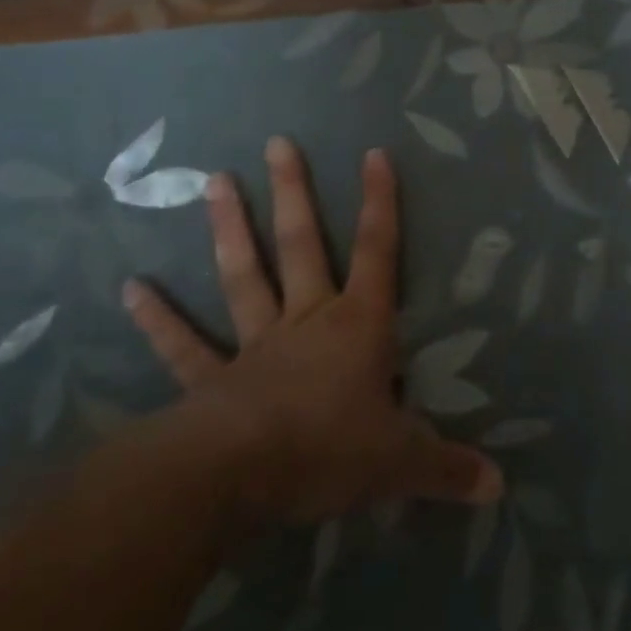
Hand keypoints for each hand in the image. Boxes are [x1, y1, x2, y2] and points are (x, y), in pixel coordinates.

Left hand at [123, 138, 502, 522]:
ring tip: (214, 182)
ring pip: (244, 276)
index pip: (378, 253)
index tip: (374, 154)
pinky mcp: (211, 381)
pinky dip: (159, 319)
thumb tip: (498, 487)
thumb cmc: (327, 450)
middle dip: (295, 194)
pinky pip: (184, 346)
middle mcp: (306, 321)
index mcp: (357, 326)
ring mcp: (254, 346)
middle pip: (303, 246)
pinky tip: (131, 289)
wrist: (236, 477)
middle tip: (278, 143)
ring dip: (230, 230)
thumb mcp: (400, 461)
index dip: (380, 204)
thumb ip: (447, 467)